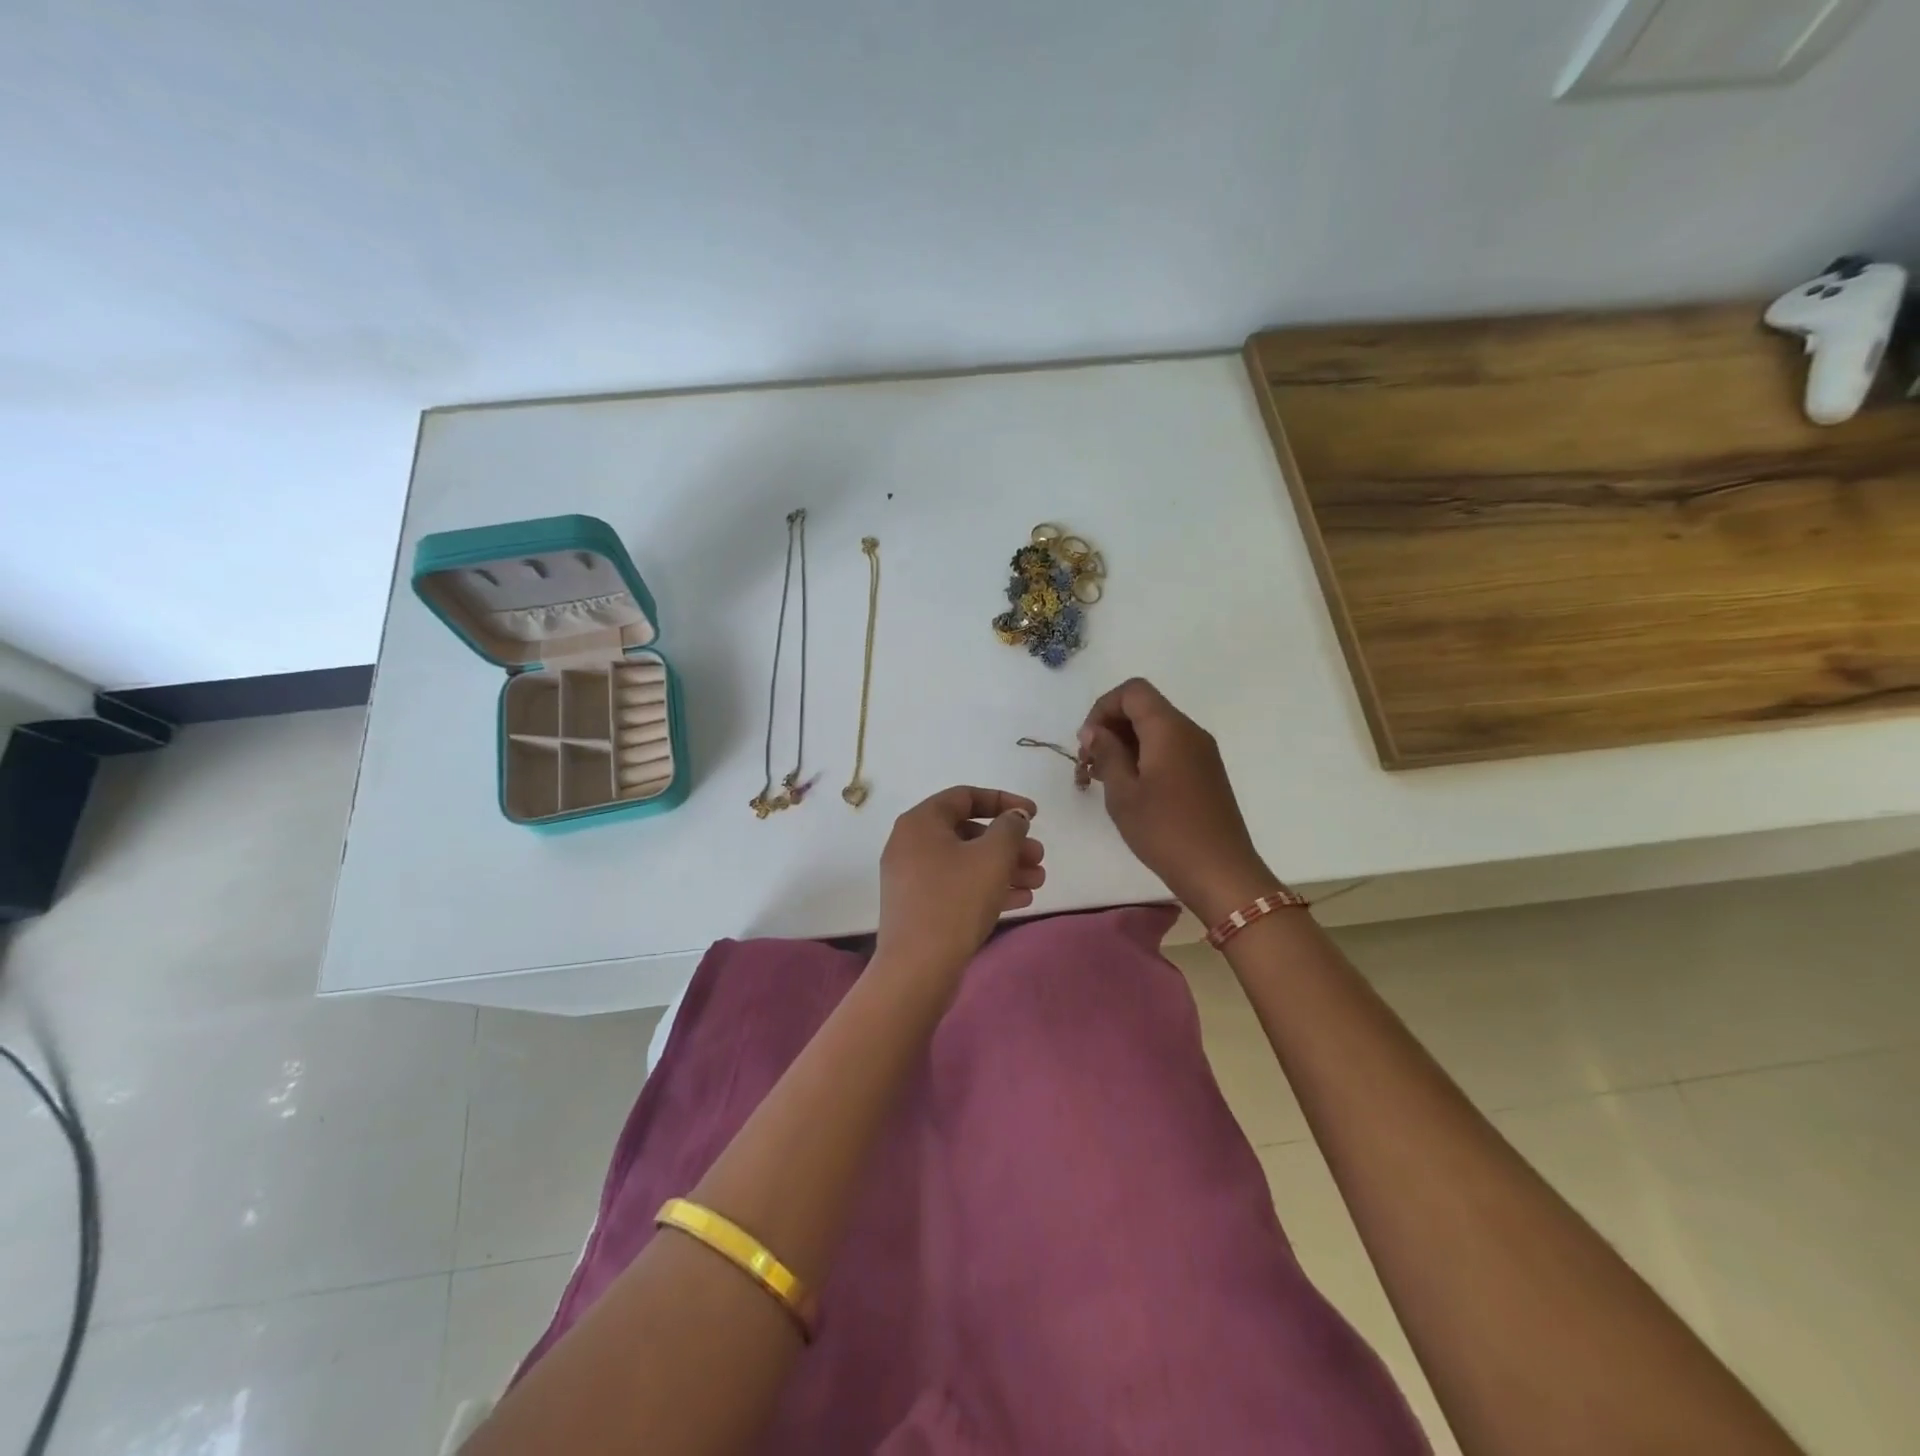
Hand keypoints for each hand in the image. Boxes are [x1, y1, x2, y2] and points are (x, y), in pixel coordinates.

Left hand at [877, 786, 1045, 975]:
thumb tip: (1013, 818)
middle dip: (1008, 843)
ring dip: (1003, 867)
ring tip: (1038, 880)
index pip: (965, 796)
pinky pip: (956, 885)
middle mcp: (910, 843)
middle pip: (967, 831)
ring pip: (965, 861)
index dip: (1003, 801)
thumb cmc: (956, 900)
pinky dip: (986, 887)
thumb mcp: (992, 856)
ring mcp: (911, 877)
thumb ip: (1009, 828)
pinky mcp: (917, 906)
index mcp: (920, 822)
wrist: (918, 967)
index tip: (1034, 815)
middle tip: (1038, 856)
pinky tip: (1022, 899)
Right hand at [1078, 678, 1277, 924]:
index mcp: (1169, 729)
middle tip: (1089, 765)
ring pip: (1156, 729)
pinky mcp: (1206, 773)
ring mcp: (1202, 752)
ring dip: (1126, 744)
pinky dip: (1144, 757)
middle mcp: (1190, 731)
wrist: (1220, 872)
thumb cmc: (1165, 831)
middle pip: (1144, 707)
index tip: (1087, 744)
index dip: (1102, 708)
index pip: (1132, 691)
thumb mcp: (1123, 793)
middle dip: (1111, 727)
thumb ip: (1106, 753)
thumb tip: (1095, 730)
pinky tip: (1131, 788)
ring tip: (1104, 780)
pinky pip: (1170, 749)